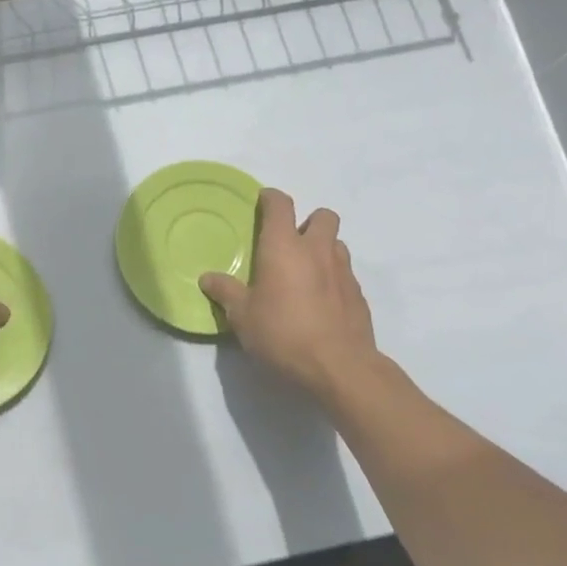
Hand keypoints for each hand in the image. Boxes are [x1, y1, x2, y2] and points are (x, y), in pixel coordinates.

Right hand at [200, 188, 381, 404]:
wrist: (340, 367)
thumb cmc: (283, 333)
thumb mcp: (242, 317)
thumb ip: (226, 293)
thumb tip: (207, 278)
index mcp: (284, 247)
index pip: (280, 205)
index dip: (271, 198)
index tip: (262, 201)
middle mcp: (317, 250)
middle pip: (323, 216)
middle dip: (308, 221)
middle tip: (290, 243)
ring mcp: (343, 271)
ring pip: (337, 244)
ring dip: (323, 249)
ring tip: (305, 273)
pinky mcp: (359, 295)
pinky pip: (345, 273)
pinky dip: (333, 278)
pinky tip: (320, 302)